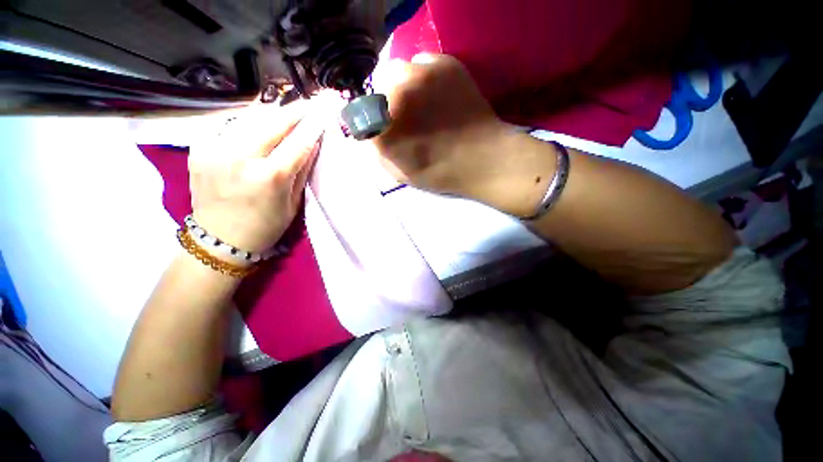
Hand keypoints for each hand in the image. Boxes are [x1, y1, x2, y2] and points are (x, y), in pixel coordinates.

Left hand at [188, 101, 324, 252]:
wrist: (219, 239)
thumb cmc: (265, 226)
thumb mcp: (293, 202)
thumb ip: (302, 169)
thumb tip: (312, 142)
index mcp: (268, 177)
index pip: (298, 141)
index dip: (313, 124)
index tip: (325, 111)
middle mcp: (240, 157)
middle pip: (273, 121)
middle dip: (295, 110)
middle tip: (310, 103)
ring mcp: (215, 149)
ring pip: (250, 116)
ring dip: (273, 112)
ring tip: (288, 110)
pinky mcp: (200, 147)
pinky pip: (230, 124)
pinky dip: (249, 120)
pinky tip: (260, 123)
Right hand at [373, 54, 554, 215]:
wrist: (483, 159)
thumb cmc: (441, 173)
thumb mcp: (401, 174)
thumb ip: (379, 153)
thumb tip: (369, 134)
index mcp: (384, 128)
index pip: (360, 114)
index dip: (369, 119)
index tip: (380, 127)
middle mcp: (396, 96)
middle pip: (377, 88)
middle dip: (386, 102)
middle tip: (404, 116)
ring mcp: (421, 75)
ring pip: (398, 70)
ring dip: (403, 86)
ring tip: (421, 103)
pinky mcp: (445, 64)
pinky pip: (422, 61)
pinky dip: (424, 76)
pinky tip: (437, 93)